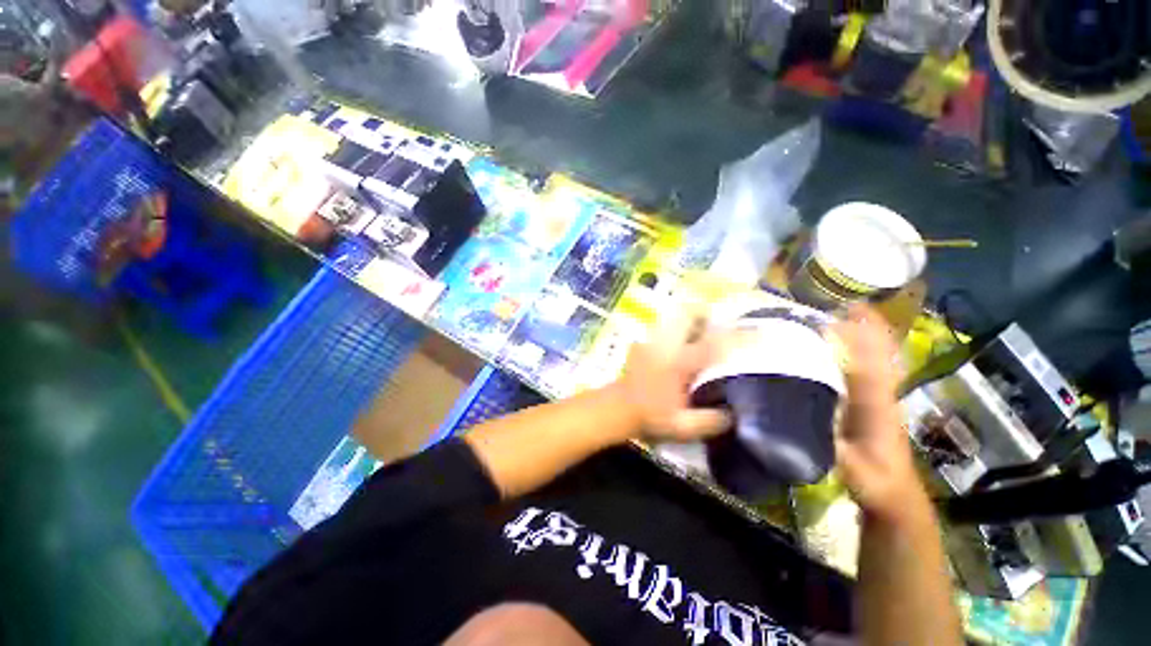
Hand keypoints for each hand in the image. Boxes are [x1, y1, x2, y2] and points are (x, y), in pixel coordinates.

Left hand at [611, 308, 732, 441]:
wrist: (616, 409)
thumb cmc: (648, 417)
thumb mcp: (682, 427)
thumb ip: (711, 421)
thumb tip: (735, 414)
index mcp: (678, 364)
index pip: (713, 344)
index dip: (738, 335)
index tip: (758, 330)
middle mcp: (666, 346)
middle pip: (687, 313)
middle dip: (706, 313)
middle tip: (720, 325)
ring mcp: (652, 341)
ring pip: (675, 316)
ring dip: (692, 320)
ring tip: (703, 334)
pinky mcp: (644, 342)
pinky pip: (666, 327)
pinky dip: (679, 329)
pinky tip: (683, 346)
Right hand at [831, 306, 928, 524]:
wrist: (895, 496)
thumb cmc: (875, 481)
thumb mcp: (852, 469)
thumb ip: (830, 447)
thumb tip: (799, 420)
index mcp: (876, 405)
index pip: (870, 362)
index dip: (862, 337)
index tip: (849, 311)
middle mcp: (879, 394)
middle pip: (876, 353)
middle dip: (864, 328)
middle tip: (841, 304)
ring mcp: (877, 398)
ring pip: (873, 359)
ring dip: (862, 336)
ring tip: (841, 316)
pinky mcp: (870, 403)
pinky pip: (865, 370)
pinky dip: (858, 353)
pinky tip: (840, 347)